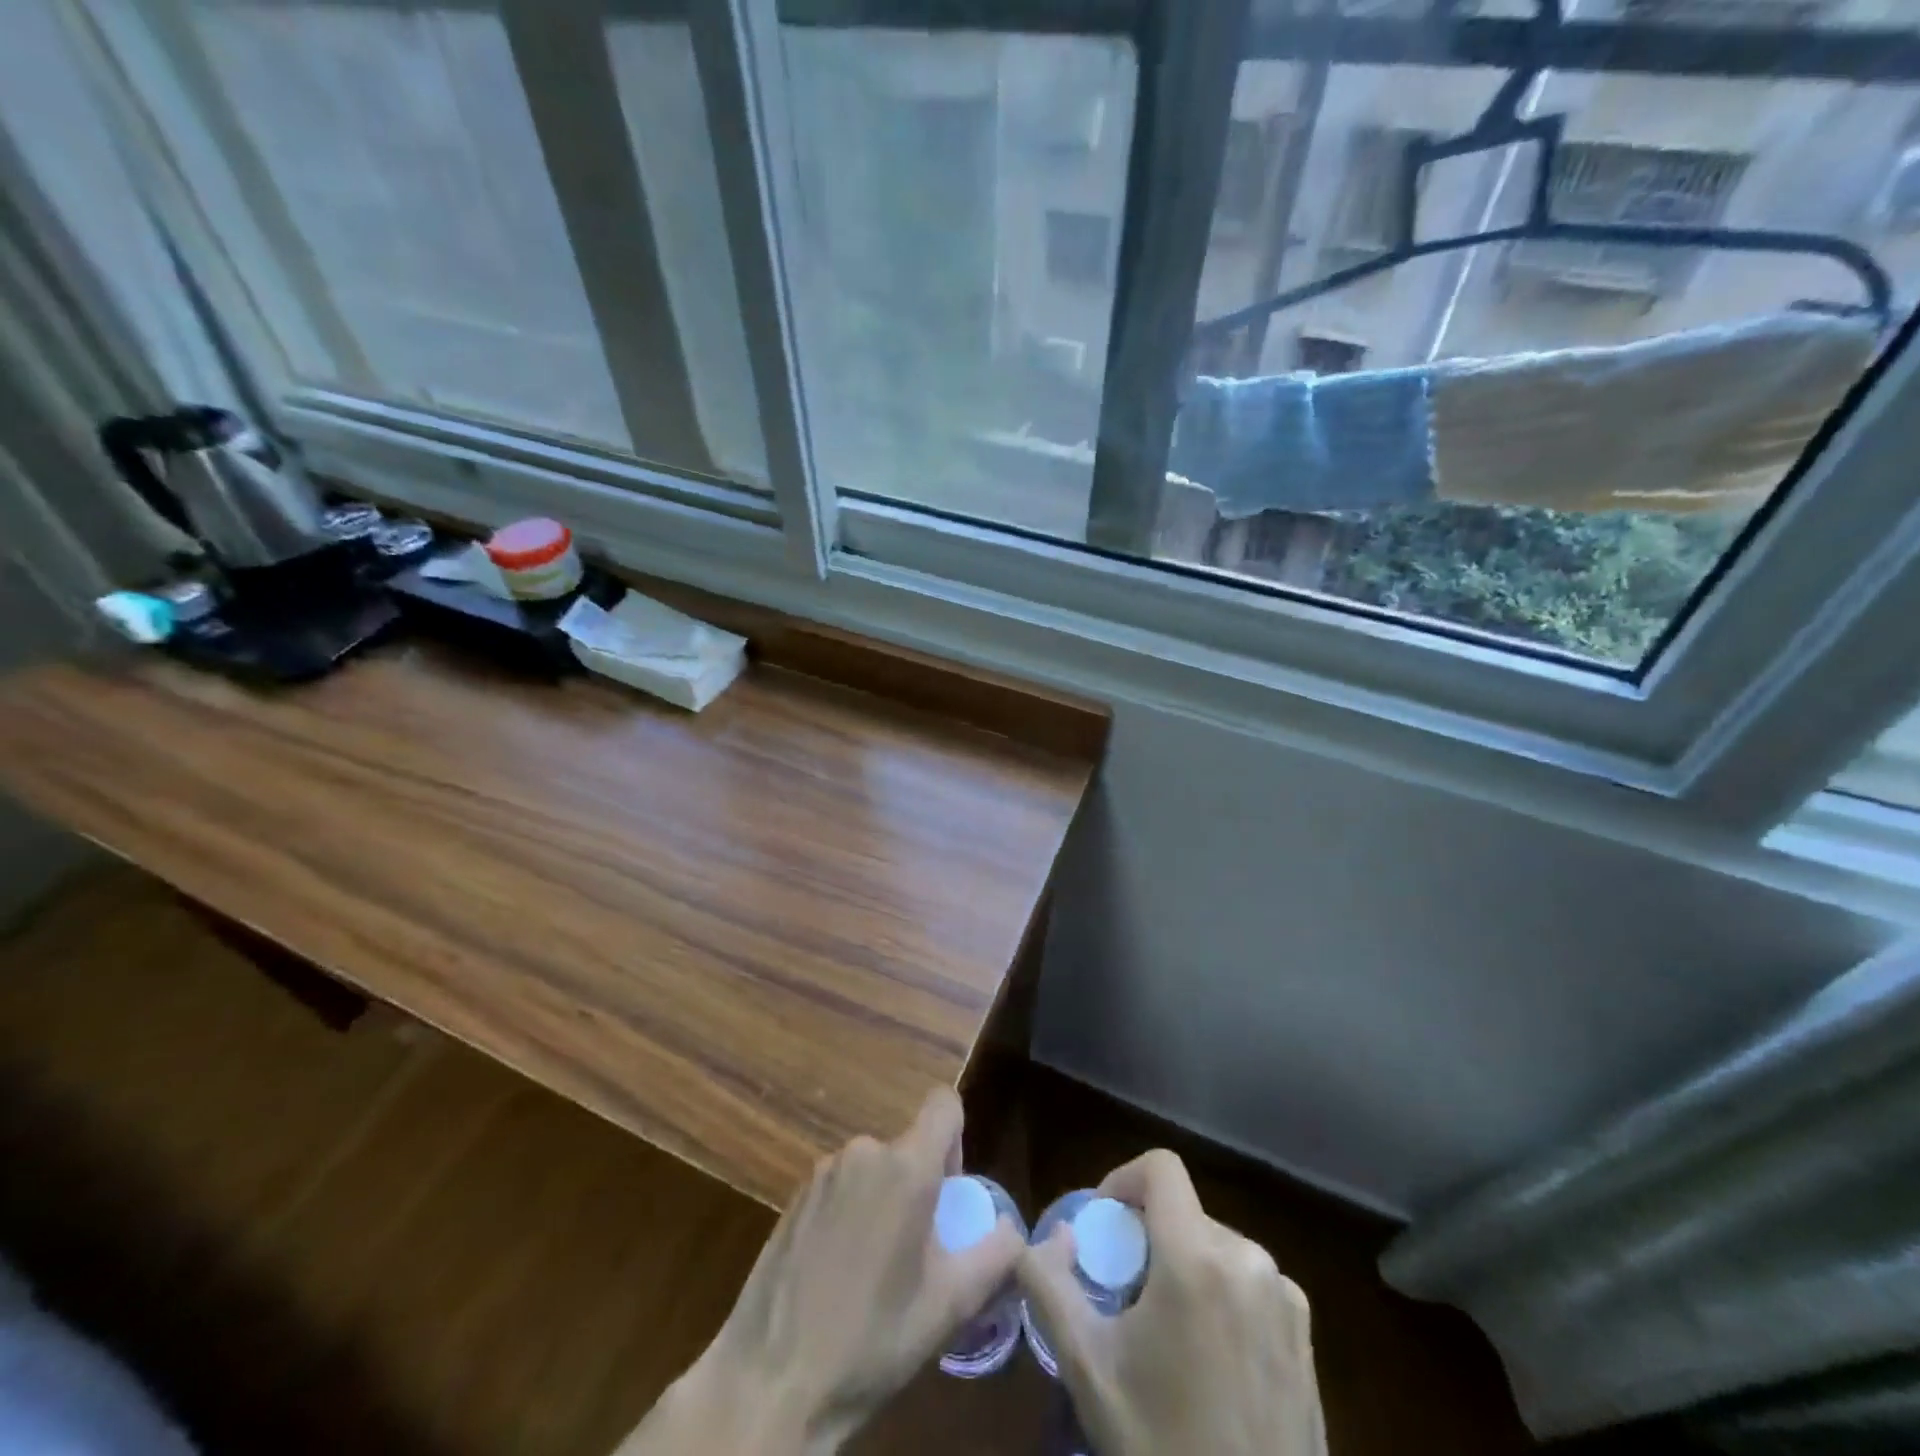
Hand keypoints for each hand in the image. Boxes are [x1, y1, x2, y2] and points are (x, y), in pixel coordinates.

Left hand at [635, 1089, 1023, 1455]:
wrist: (771, 1380)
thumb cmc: (873, 1339)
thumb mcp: (950, 1305)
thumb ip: (996, 1255)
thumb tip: (1012, 1228)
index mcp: (906, 1166)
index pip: (944, 1104)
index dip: (957, 1138)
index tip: (950, 1194)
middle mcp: (863, 1152)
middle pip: (908, 1146)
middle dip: (920, 1185)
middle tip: (917, 1250)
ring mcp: (822, 1172)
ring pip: (873, 1168)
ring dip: (884, 1201)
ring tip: (875, 1269)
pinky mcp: (794, 1196)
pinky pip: (841, 1186)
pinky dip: (851, 1212)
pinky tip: (838, 1273)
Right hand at [1018, 1149, 1327, 1455]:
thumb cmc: (1162, 1446)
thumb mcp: (1088, 1367)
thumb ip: (1050, 1284)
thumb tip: (1050, 1235)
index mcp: (1198, 1258)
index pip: (1160, 1167)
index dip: (1123, 1180)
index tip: (1102, 1228)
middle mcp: (1250, 1261)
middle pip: (1184, 1212)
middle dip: (1148, 1238)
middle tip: (1124, 1295)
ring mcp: (1287, 1300)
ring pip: (1216, 1247)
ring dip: (1182, 1267)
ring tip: (1164, 1334)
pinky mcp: (1306, 1337)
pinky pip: (1249, 1284)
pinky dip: (1220, 1296)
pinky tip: (1208, 1362)